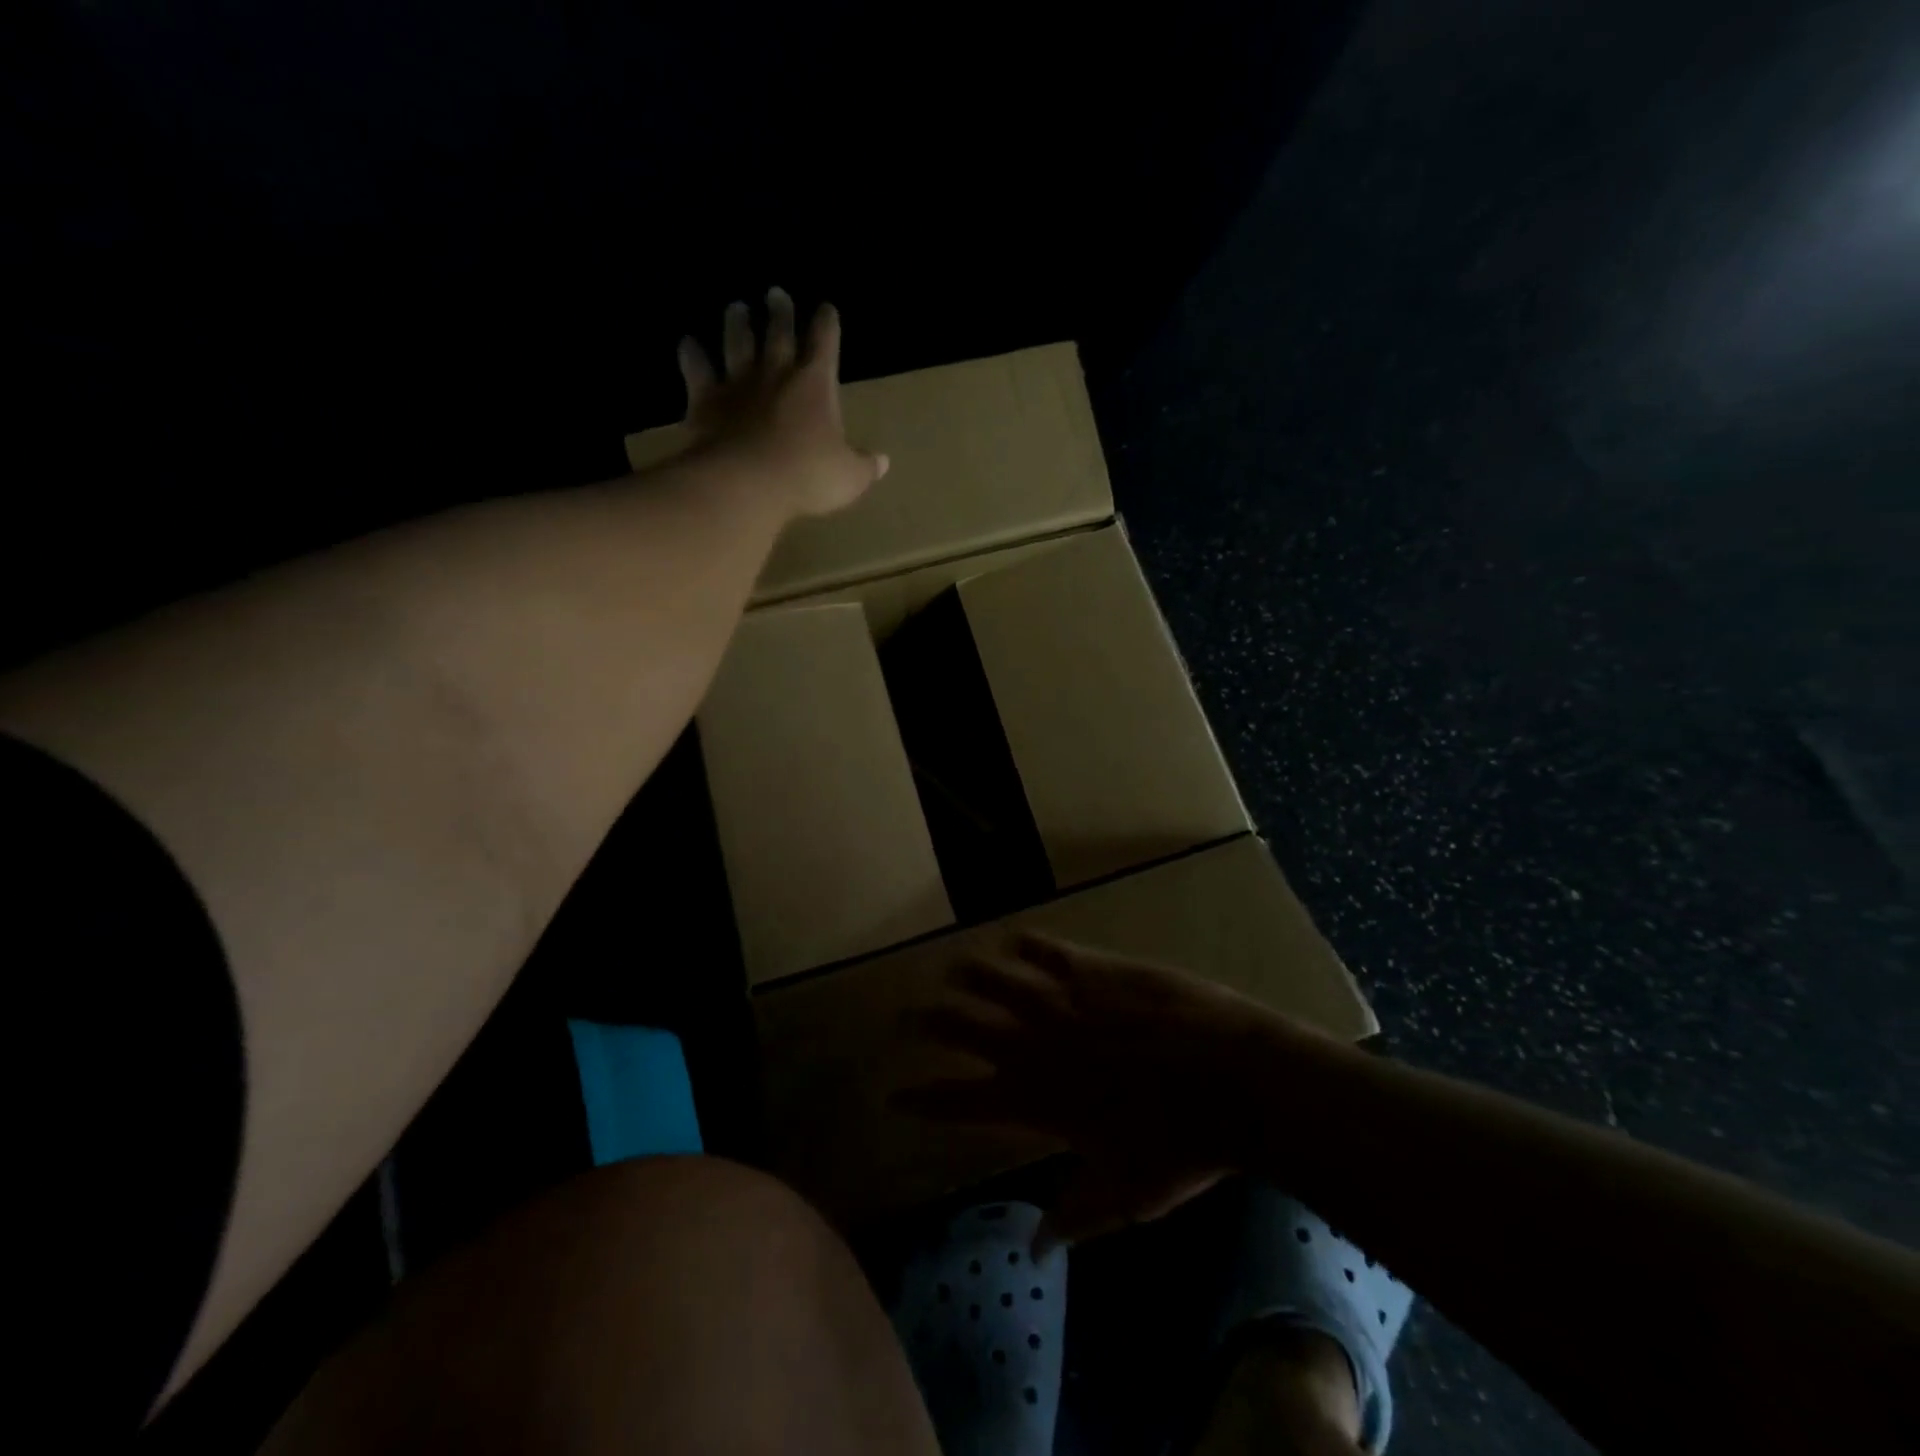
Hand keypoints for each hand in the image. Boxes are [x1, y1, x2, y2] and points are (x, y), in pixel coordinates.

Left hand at [677, 288, 888, 518]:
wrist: (747, 483)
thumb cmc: (807, 477)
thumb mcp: (849, 477)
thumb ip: (865, 466)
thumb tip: (882, 462)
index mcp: (815, 384)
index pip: (825, 343)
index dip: (827, 324)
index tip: (827, 308)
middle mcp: (776, 373)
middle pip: (779, 333)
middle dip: (780, 312)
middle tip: (776, 293)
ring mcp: (738, 384)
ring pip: (737, 342)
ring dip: (737, 323)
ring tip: (737, 307)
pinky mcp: (706, 401)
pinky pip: (697, 369)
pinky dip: (692, 354)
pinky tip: (688, 344)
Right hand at [892, 933, 1325, 1249]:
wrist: (1231, 1080)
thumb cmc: (1181, 1147)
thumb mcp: (1126, 1195)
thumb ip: (1074, 1217)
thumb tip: (1035, 1249)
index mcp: (1036, 1101)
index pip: (960, 1100)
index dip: (923, 1098)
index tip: (894, 1095)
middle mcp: (1035, 1045)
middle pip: (962, 1027)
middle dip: (927, 1023)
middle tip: (905, 1018)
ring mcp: (1063, 1002)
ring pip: (995, 979)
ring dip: (967, 974)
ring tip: (950, 969)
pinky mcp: (1093, 971)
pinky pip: (1046, 950)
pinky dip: (1025, 944)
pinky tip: (1014, 939)